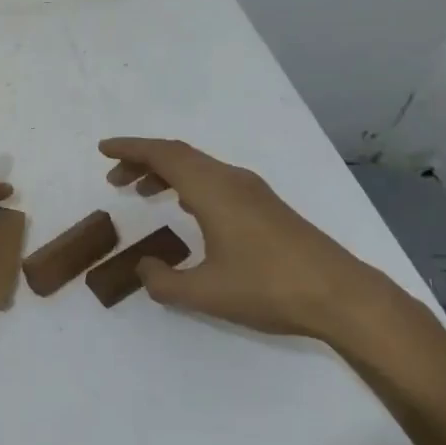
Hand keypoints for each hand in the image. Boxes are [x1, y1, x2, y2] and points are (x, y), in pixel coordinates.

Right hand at [98, 137, 399, 342]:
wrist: (341, 295)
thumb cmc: (269, 287)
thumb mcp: (206, 293)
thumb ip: (164, 282)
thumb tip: (144, 268)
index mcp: (213, 189)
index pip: (163, 154)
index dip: (130, 149)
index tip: (103, 149)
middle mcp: (231, 180)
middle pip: (179, 155)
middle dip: (143, 161)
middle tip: (115, 179)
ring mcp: (252, 191)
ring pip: (199, 167)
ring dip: (167, 173)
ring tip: (142, 191)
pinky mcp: (266, 207)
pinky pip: (215, 180)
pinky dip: (189, 184)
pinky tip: (186, 207)